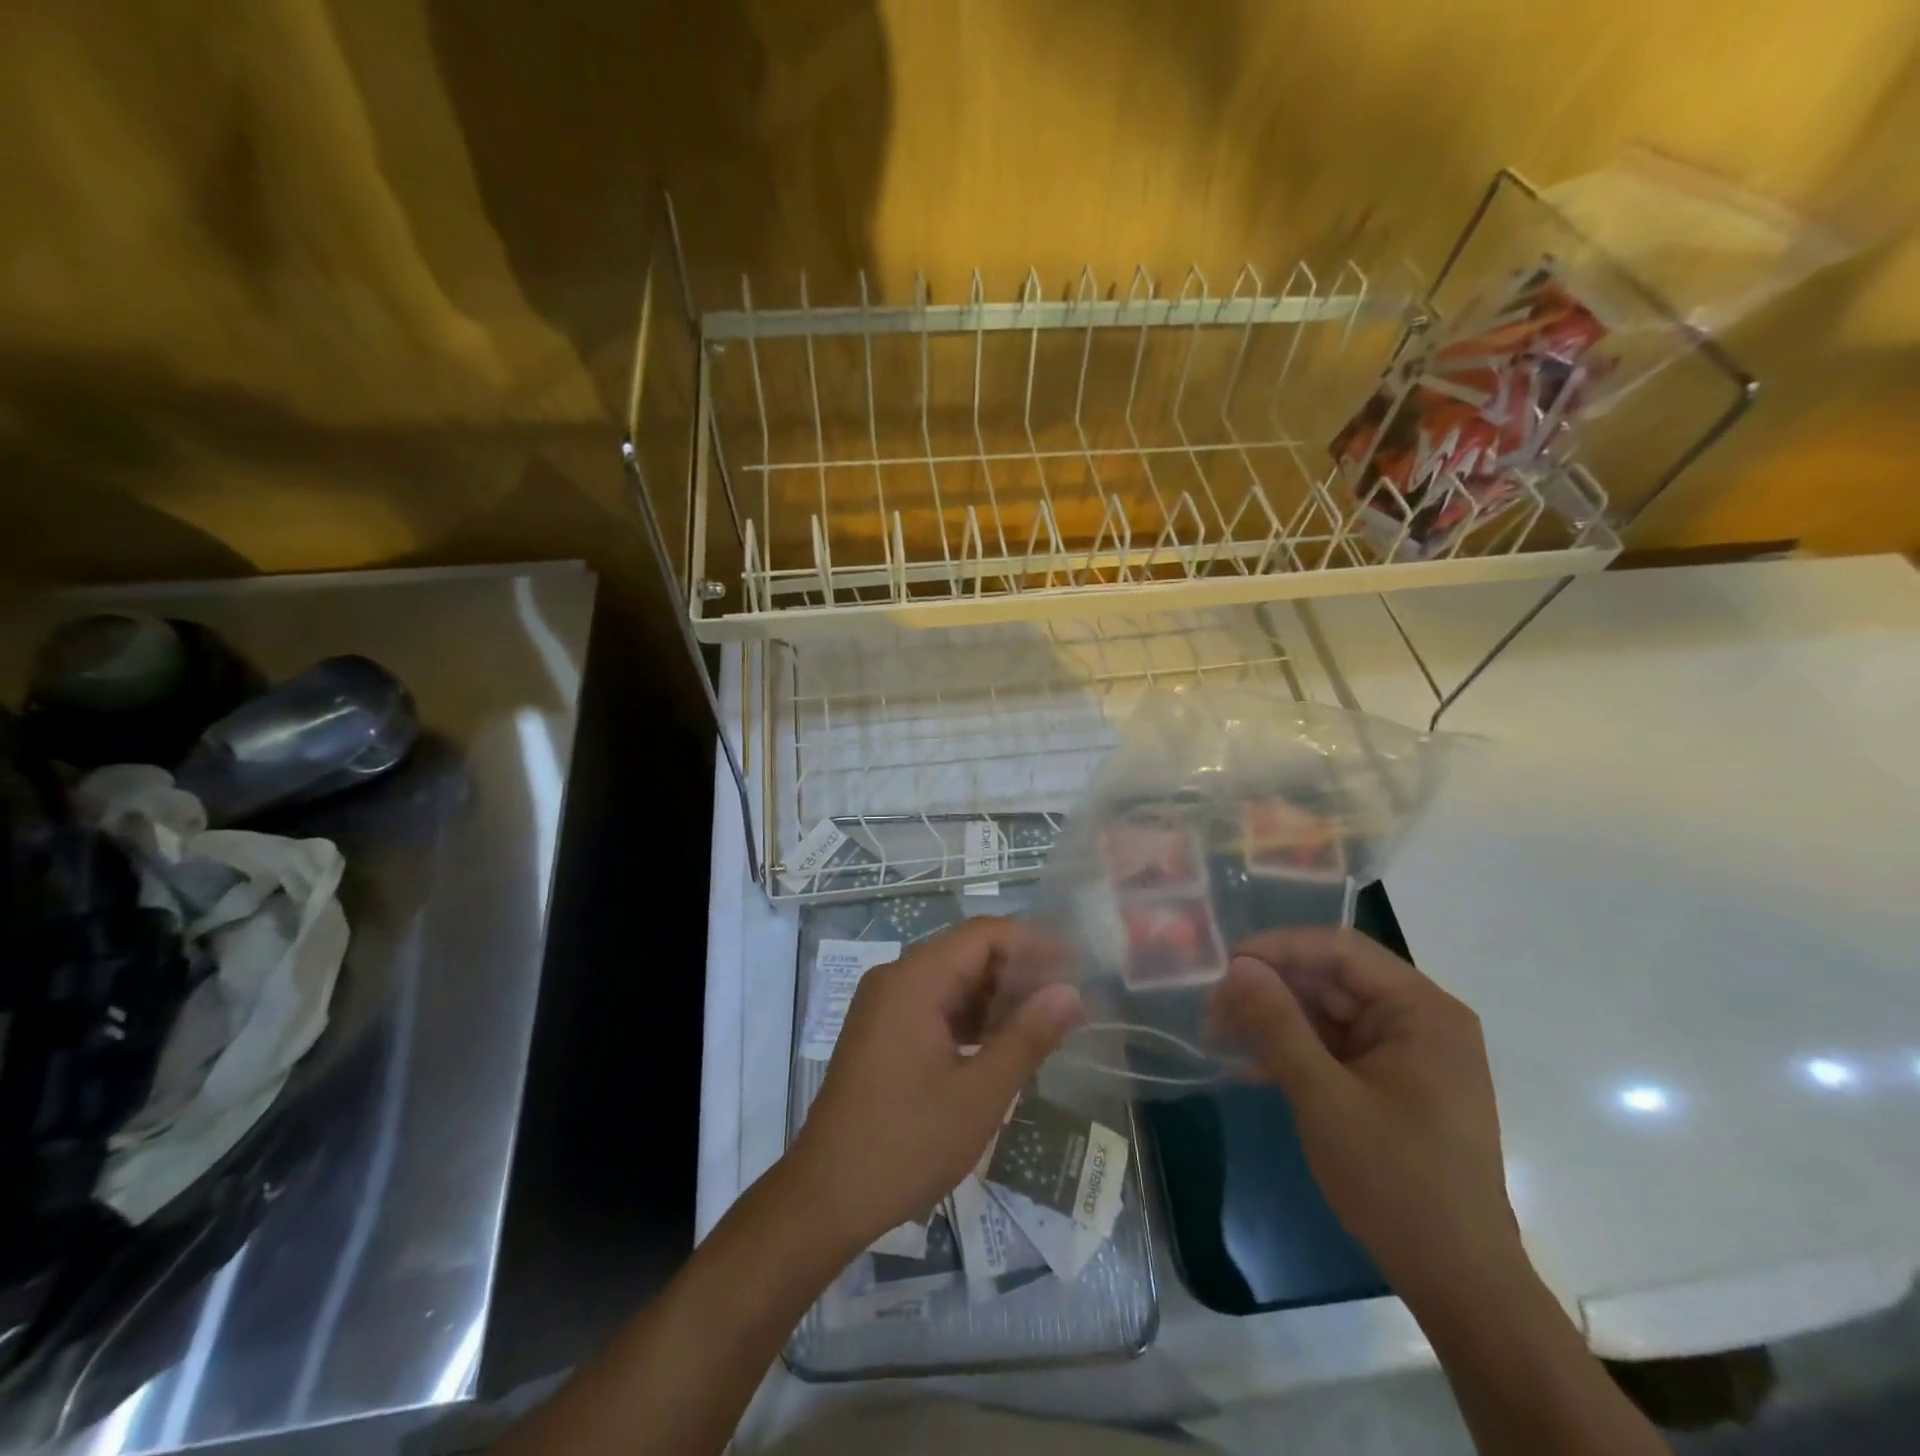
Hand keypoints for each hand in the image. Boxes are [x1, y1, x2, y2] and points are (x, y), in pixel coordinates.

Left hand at [786, 917, 1083, 1251]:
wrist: (826, 1196)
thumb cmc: (906, 1142)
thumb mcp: (980, 1093)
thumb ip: (1028, 1037)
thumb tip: (1069, 992)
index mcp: (915, 980)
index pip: (983, 935)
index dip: (1032, 943)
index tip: (1076, 964)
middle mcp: (896, 979)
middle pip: (967, 954)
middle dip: (1018, 972)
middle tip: (1067, 1000)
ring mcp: (884, 1006)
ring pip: (951, 981)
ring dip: (996, 998)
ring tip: (1045, 1024)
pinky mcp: (882, 1033)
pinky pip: (934, 1007)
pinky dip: (970, 1019)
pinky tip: (1003, 1045)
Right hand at [1213, 927, 1520, 1305]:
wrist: (1458, 1282)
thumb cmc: (1397, 1181)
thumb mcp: (1324, 1096)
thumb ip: (1278, 1024)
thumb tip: (1237, 967)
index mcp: (1422, 1011)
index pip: (1341, 950)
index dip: (1279, 949)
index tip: (1225, 964)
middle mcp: (1417, 1020)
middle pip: (1330, 980)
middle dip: (1269, 989)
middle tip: (1212, 1006)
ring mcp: (1403, 1053)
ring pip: (1324, 1013)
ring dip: (1272, 1021)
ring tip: (1216, 1033)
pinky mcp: (1388, 1082)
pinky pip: (1331, 1048)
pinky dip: (1290, 1051)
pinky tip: (1245, 1064)